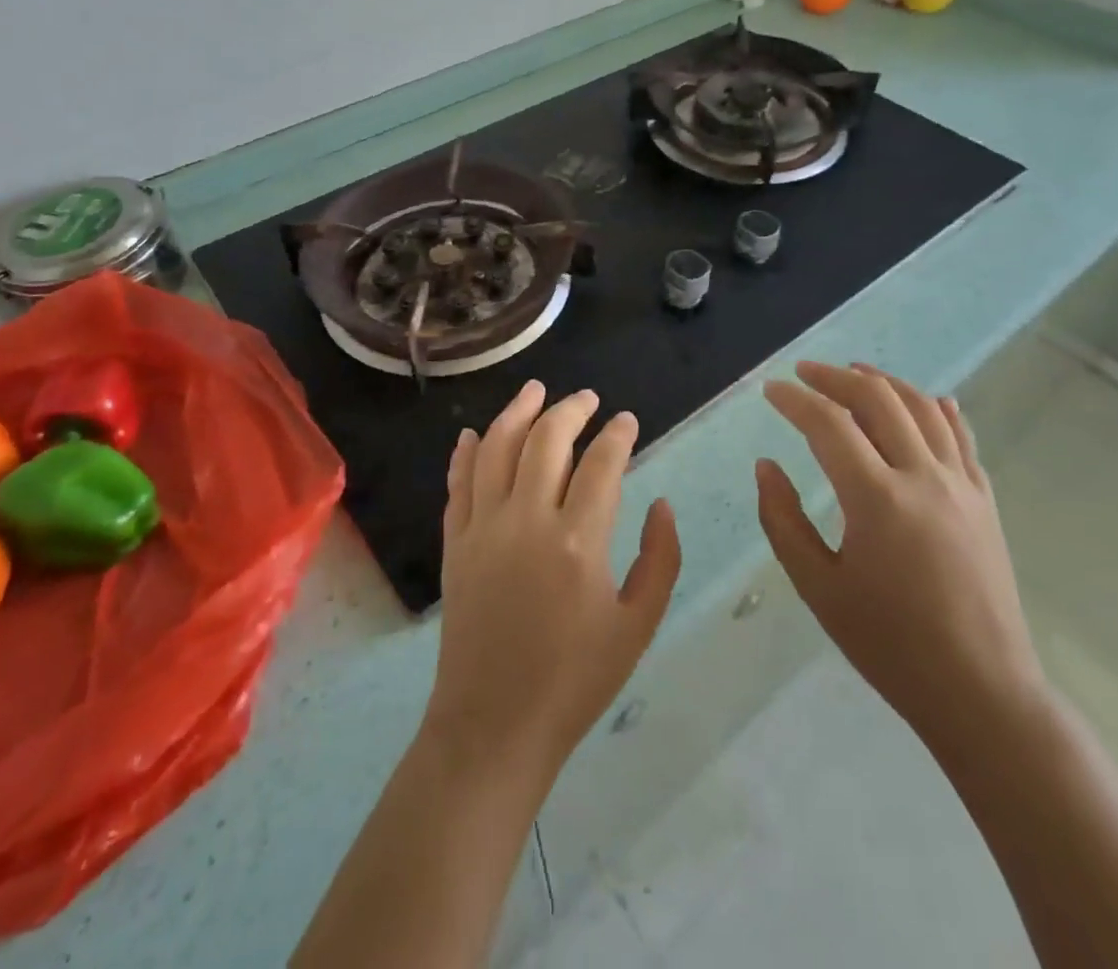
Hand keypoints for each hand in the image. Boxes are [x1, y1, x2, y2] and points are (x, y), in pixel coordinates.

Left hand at [426, 381, 681, 777]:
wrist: (494, 726)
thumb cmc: (575, 681)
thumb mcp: (638, 626)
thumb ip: (660, 559)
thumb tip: (661, 505)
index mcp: (578, 542)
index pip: (601, 464)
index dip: (618, 435)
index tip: (627, 421)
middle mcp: (526, 521)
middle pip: (546, 441)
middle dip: (570, 410)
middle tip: (588, 398)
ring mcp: (483, 529)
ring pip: (496, 448)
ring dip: (517, 412)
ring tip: (535, 390)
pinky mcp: (455, 544)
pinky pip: (458, 484)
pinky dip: (465, 453)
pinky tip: (473, 434)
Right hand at [756, 362, 1046, 754]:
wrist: (980, 691)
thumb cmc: (889, 644)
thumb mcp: (818, 587)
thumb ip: (783, 519)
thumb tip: (766, 465)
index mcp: (876, 499)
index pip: (828, 424)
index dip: (794, 400)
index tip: (771, 390)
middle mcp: (922, 477)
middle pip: (878, 399)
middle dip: (835, 378)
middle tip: (805, 373)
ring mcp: (961, 485)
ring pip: (922, 408)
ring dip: (885, 382)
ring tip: (855, 372)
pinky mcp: (985, 501)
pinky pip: (962, 437)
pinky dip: (938, 409)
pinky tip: (928, 400)